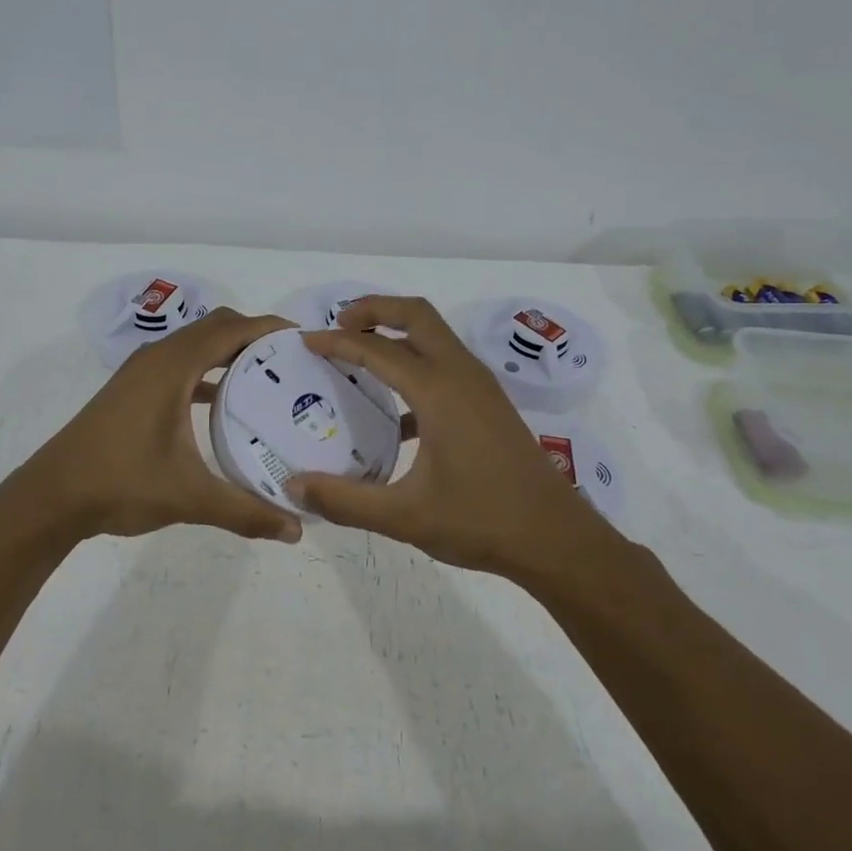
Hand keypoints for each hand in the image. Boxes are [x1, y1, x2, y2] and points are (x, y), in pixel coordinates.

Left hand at [28, 308, 304, 544]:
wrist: (52, 496)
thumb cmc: (121, 483)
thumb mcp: (189, 497)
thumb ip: (245, 511)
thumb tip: (295, 530)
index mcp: (173, 366)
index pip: (230, 328)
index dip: (268, 327)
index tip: (304, 340)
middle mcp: (157, 358)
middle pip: (215, 328)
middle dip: (254, 336)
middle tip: (292, 362)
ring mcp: (141, 372)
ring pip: (194, 345)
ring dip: (228, 352)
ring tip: (267, 377)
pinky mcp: (132, 390)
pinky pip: (179, 365)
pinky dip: (206, 372)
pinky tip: (224, 402)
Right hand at [293, 296, 611, 578]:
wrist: (557, 540)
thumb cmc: (481, 522)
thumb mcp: (404, 517)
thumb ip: (345, 500)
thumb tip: (294, 488)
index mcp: (439, 392)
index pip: (378, 349)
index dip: (338, 341)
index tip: (306, 341)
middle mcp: (462, 375)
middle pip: (416, 315)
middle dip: (374, 310)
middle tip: (338, 326)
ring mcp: (481, 387)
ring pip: (435, 336)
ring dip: (397, 332)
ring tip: (360, 353)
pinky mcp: (490, 405)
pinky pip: (447, 363)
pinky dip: (416, 364)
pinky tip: (395, 414)